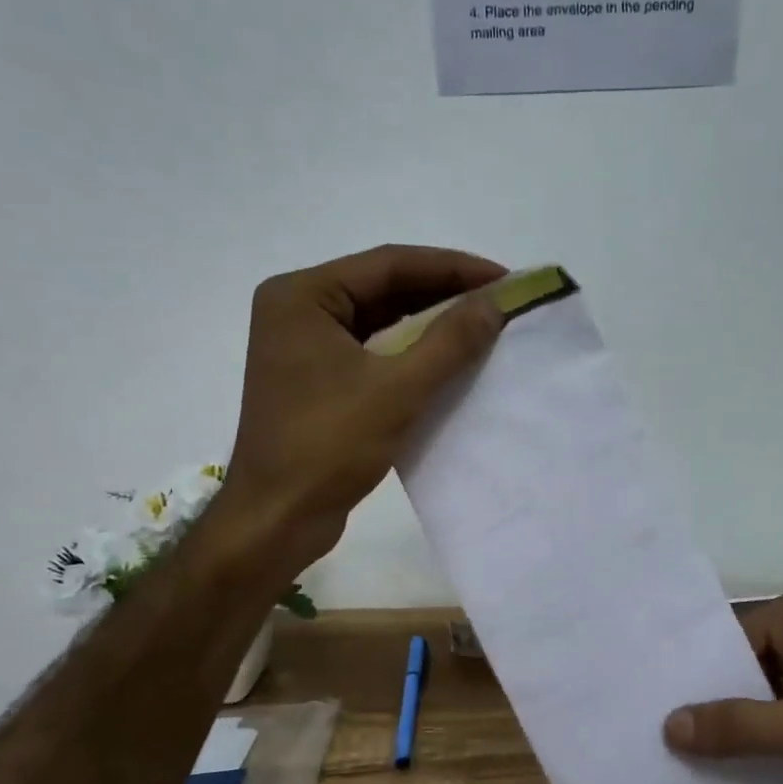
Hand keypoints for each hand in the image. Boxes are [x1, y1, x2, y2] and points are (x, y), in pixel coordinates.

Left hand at [217, 244, 506, 559]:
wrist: (277, 519)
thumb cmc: (328, 446)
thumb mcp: (398, 389)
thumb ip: (450, 341)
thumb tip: (495, 303)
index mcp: (302, 296)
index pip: (389, 264)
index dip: (452, 268)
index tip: (505, 278)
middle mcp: (299, 311)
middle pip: (385, 288)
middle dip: (444, 294)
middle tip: (500, 300)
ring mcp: (306, 347)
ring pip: (381, 321)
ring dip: (432, 324)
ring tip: (485, 326)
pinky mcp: (318, 380)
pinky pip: (374, 352)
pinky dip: (413, 354)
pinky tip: (452, 360)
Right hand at [663, 584, 782, 783]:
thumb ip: (738, 726)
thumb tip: (668, 726)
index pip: (733, 638)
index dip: (700, 673)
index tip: (660, 704)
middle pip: (748, 662)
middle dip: (718, 698)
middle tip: (667, 731)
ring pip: (768, 687)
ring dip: (743, 718)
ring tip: (690, 749)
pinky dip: (769, 730)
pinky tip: (736, 759)